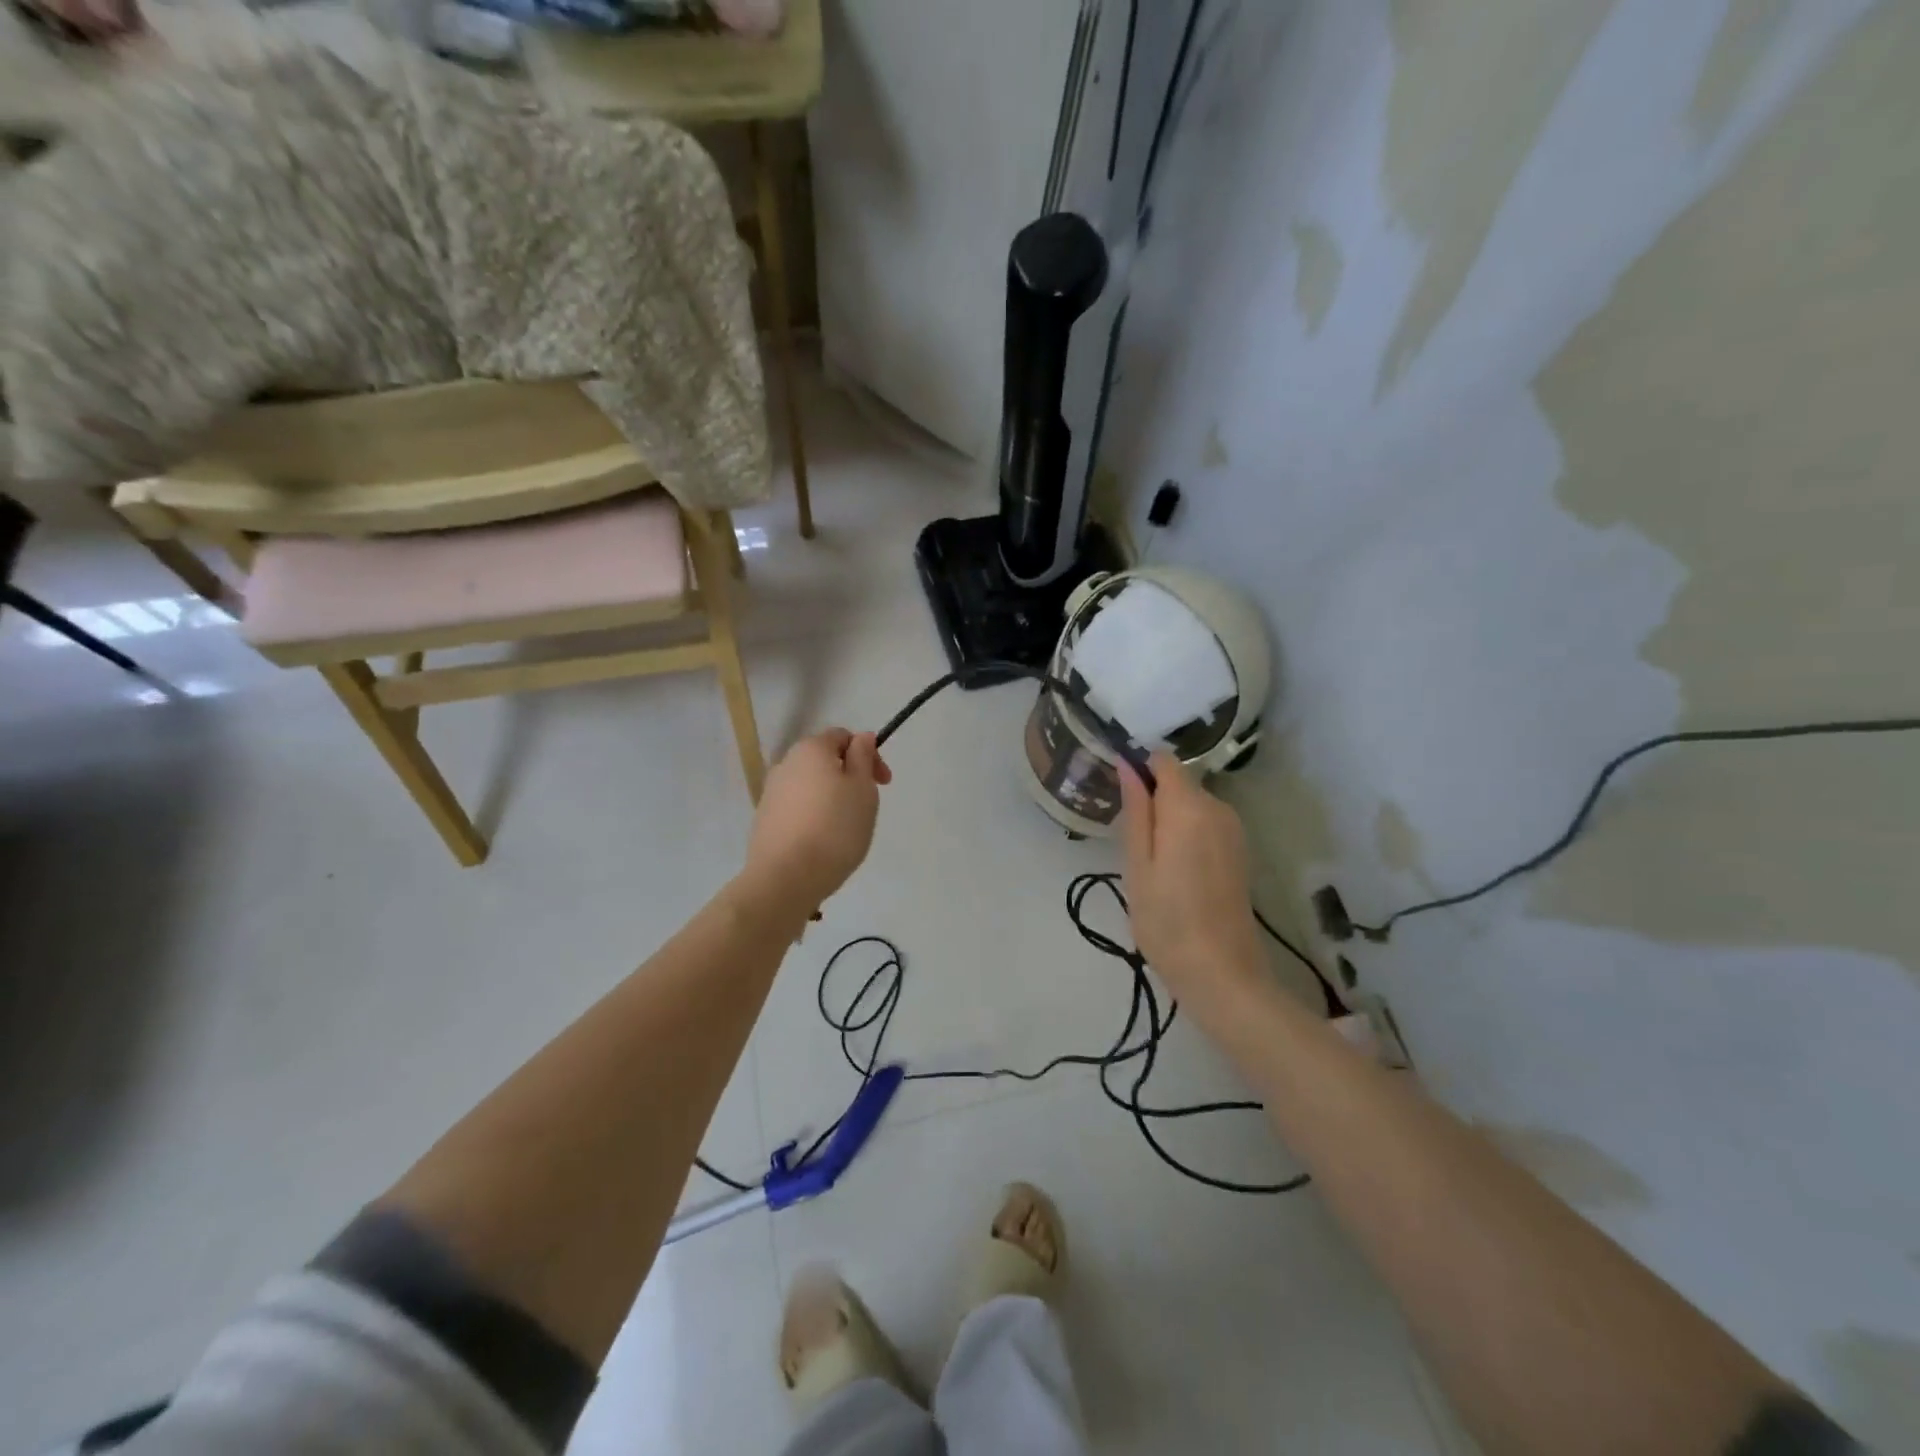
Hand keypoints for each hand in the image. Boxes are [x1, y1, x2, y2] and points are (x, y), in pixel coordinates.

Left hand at [741, 728, 891, 917]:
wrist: (786, 878)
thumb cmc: (834, 828)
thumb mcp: (862, 788)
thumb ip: (863, 756)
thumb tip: (862, 737)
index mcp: (810, 749)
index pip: (843, 737)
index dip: (868, 754)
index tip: (883, 783)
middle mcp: (785, 764)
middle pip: (824, 761)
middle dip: (850, 777)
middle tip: (867, 806)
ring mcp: (770, 793)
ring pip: (810, 786)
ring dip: (831, 797)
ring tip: (846, 828)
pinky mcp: (764, 821)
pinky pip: (797, 809)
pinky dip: (814, 816)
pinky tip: (823, 841)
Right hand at [1119, 753, 1265, 1006]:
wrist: (1222, 973)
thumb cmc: (1166, 920)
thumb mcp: (1137, 865)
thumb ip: (1135, 811)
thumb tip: (1128, 765)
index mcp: (1189, 807)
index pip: (1163, 761)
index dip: (1139, 768)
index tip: (1119, 797)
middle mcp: (1218, 808)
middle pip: (1179, 782)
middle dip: (1153, 798)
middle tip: (1129, 841)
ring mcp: (1234, 830)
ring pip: (1192, 804)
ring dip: (1169, 819)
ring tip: (1149, 861)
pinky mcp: (1239, 850)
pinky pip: (1206, 824)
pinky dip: (1187, 834)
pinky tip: (1174, 870)